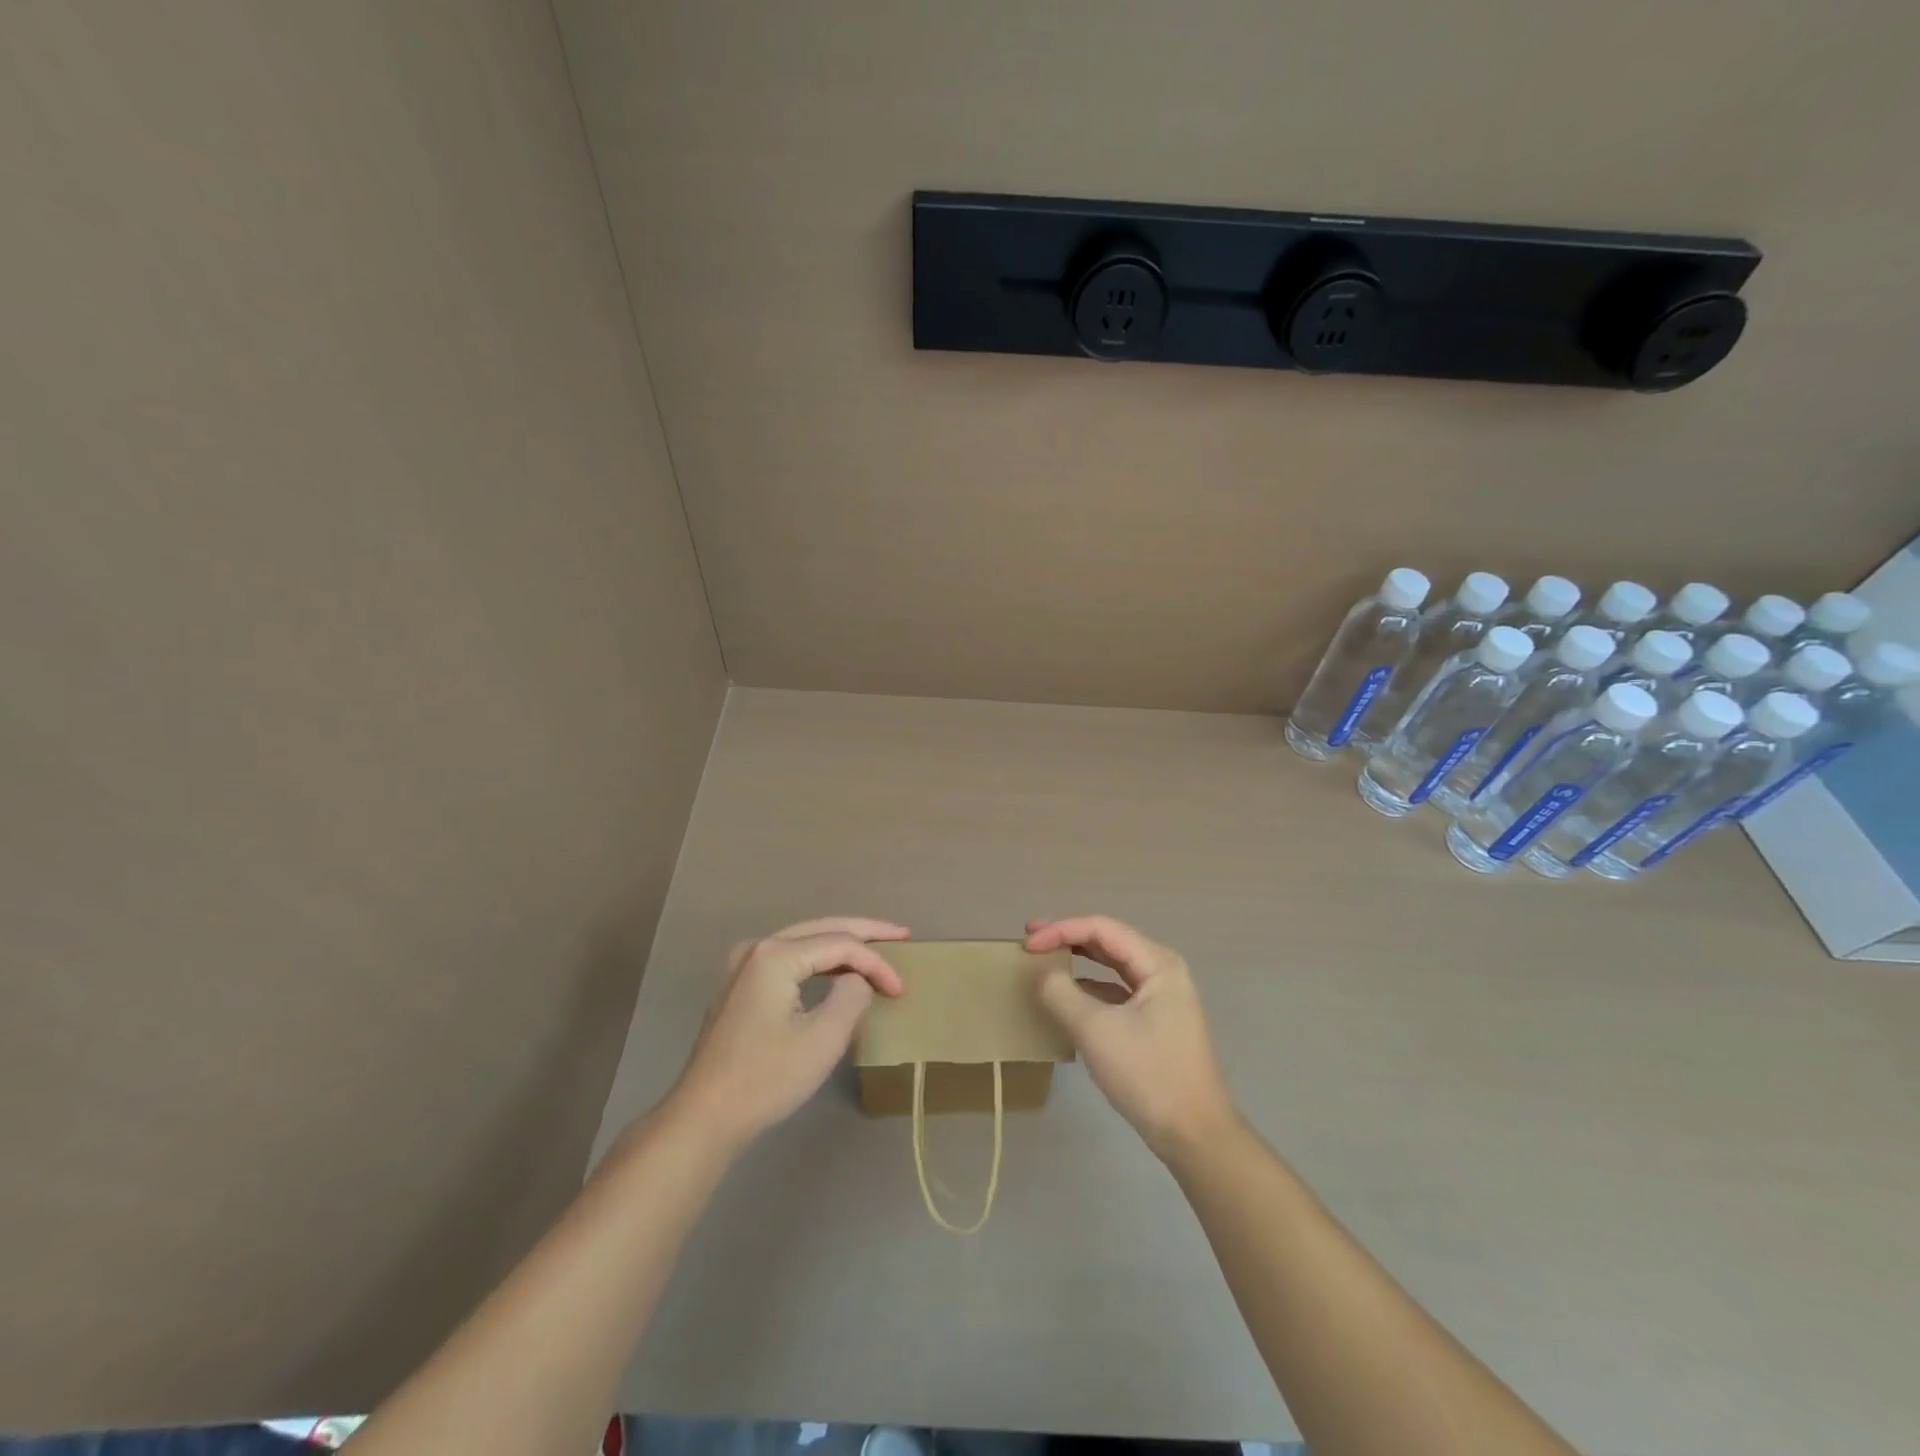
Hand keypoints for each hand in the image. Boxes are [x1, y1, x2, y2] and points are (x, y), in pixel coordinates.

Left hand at [667, 917, 908, 1147]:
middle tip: (902, 935)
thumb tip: (856, 980)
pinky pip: (789, 958)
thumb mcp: (823, 1040)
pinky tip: (838, 969)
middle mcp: (757, 948)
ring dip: (842, 944)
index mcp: (775, 955)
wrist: (704, 1117)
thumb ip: (851, 996)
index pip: (840, 944)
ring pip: (804, 940)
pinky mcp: (739, 985)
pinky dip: (819, 959)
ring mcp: (743, 965)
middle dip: (865, 932)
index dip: (876, 963)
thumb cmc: (765, 1079)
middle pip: (822, 928)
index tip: (901, 991)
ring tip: (878, 947)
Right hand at [1026, 915, 1237, 1159]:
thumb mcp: (1096, 1031)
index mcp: (1157, 963)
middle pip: (1108, 941)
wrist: (1194, 1134)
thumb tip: (1040, 973)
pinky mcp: (1154, 1021)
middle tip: (1031, 940)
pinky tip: (1067, 995)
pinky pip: (1116, 990)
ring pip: (1112, 965)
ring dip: (1078, 959)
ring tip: (1045, 959)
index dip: (1061, 930)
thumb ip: (1062, 993)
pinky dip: (1089, 986)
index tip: (1027, 944)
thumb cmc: (1148, 1074)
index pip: (1101, 929)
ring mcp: (1161, 997)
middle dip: (1068, 937)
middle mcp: (1162, 971)